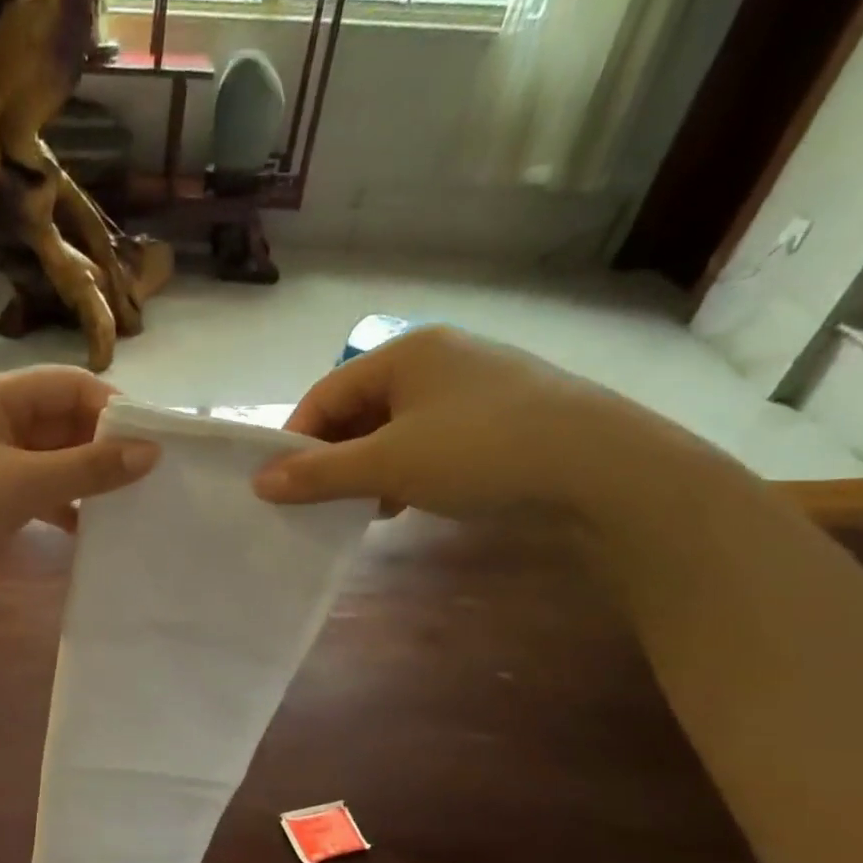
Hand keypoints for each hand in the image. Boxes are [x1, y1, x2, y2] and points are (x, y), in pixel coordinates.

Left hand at [0, 367, 159, 570]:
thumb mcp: (23, 484)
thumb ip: (88, 468)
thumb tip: (151, 452)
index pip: (69, 384)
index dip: (112, 409)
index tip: (150, 444)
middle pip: (60, 419)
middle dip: (101, 445)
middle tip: (145, 478)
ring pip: (48, 456)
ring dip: (82, 476)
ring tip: (125, 503)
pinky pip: (31, 486)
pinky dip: (58, 501)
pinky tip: (85, 526)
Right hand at [253, 326, 727, 521]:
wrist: (603, 470)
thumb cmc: (481, 452)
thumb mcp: (388, 465)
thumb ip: (319, 474)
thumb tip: (259, 483)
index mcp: (405, 352)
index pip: (325, 394)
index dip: (295, 440)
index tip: (280, 486)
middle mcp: (436, 359)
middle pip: (358, 410)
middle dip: (332, 458)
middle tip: (316, 502)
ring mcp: (471, 388)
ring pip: (393, 430)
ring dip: (366, 470)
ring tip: (359, 509)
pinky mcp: (497, 418)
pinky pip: (427, 442)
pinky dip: (404, 471)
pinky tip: (402, 504)